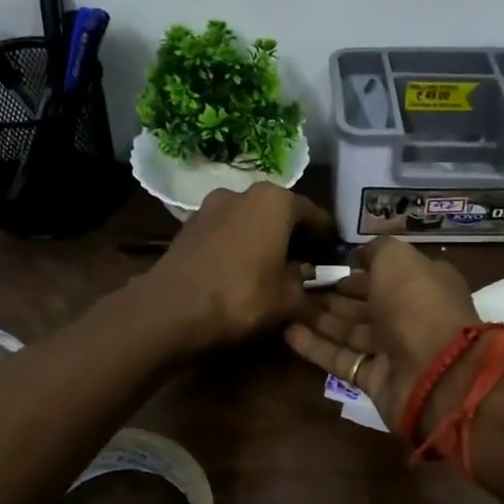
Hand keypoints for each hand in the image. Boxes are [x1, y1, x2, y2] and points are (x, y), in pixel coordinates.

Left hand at [139, 183, 332, 352]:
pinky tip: (240, 269)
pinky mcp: (188, 226)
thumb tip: (303, 274)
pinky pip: (225, 232)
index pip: (312, 213)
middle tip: (304, 261)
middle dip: (292, 234)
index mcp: (275, 201)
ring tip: (270, 266)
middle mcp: (242, 193)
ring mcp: (210, 206)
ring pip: (248, 220)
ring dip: (262, 238)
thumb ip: (304, 281)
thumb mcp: (288, 298)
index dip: (326, 235)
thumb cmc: (242, 298)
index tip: (332, 253)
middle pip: (278, 212)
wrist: (171, 310)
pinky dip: (237, 245)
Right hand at [284, 237, 479, 433]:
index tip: (328, 266)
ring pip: (351, 331)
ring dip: (320, 319)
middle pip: (367, 303)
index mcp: (424, 284)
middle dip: (335, 295)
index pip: (387, 274)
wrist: (434, 371)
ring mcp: (393, 350)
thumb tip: (356, 256)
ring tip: (287, 306)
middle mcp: (410, 316)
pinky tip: (288, 333)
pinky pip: (341, 359)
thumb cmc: (416, 304)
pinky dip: (315, 347)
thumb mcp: (397, 259)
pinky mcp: (374, 379)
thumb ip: (375, 251)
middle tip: (299, 286)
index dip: (359, 269)